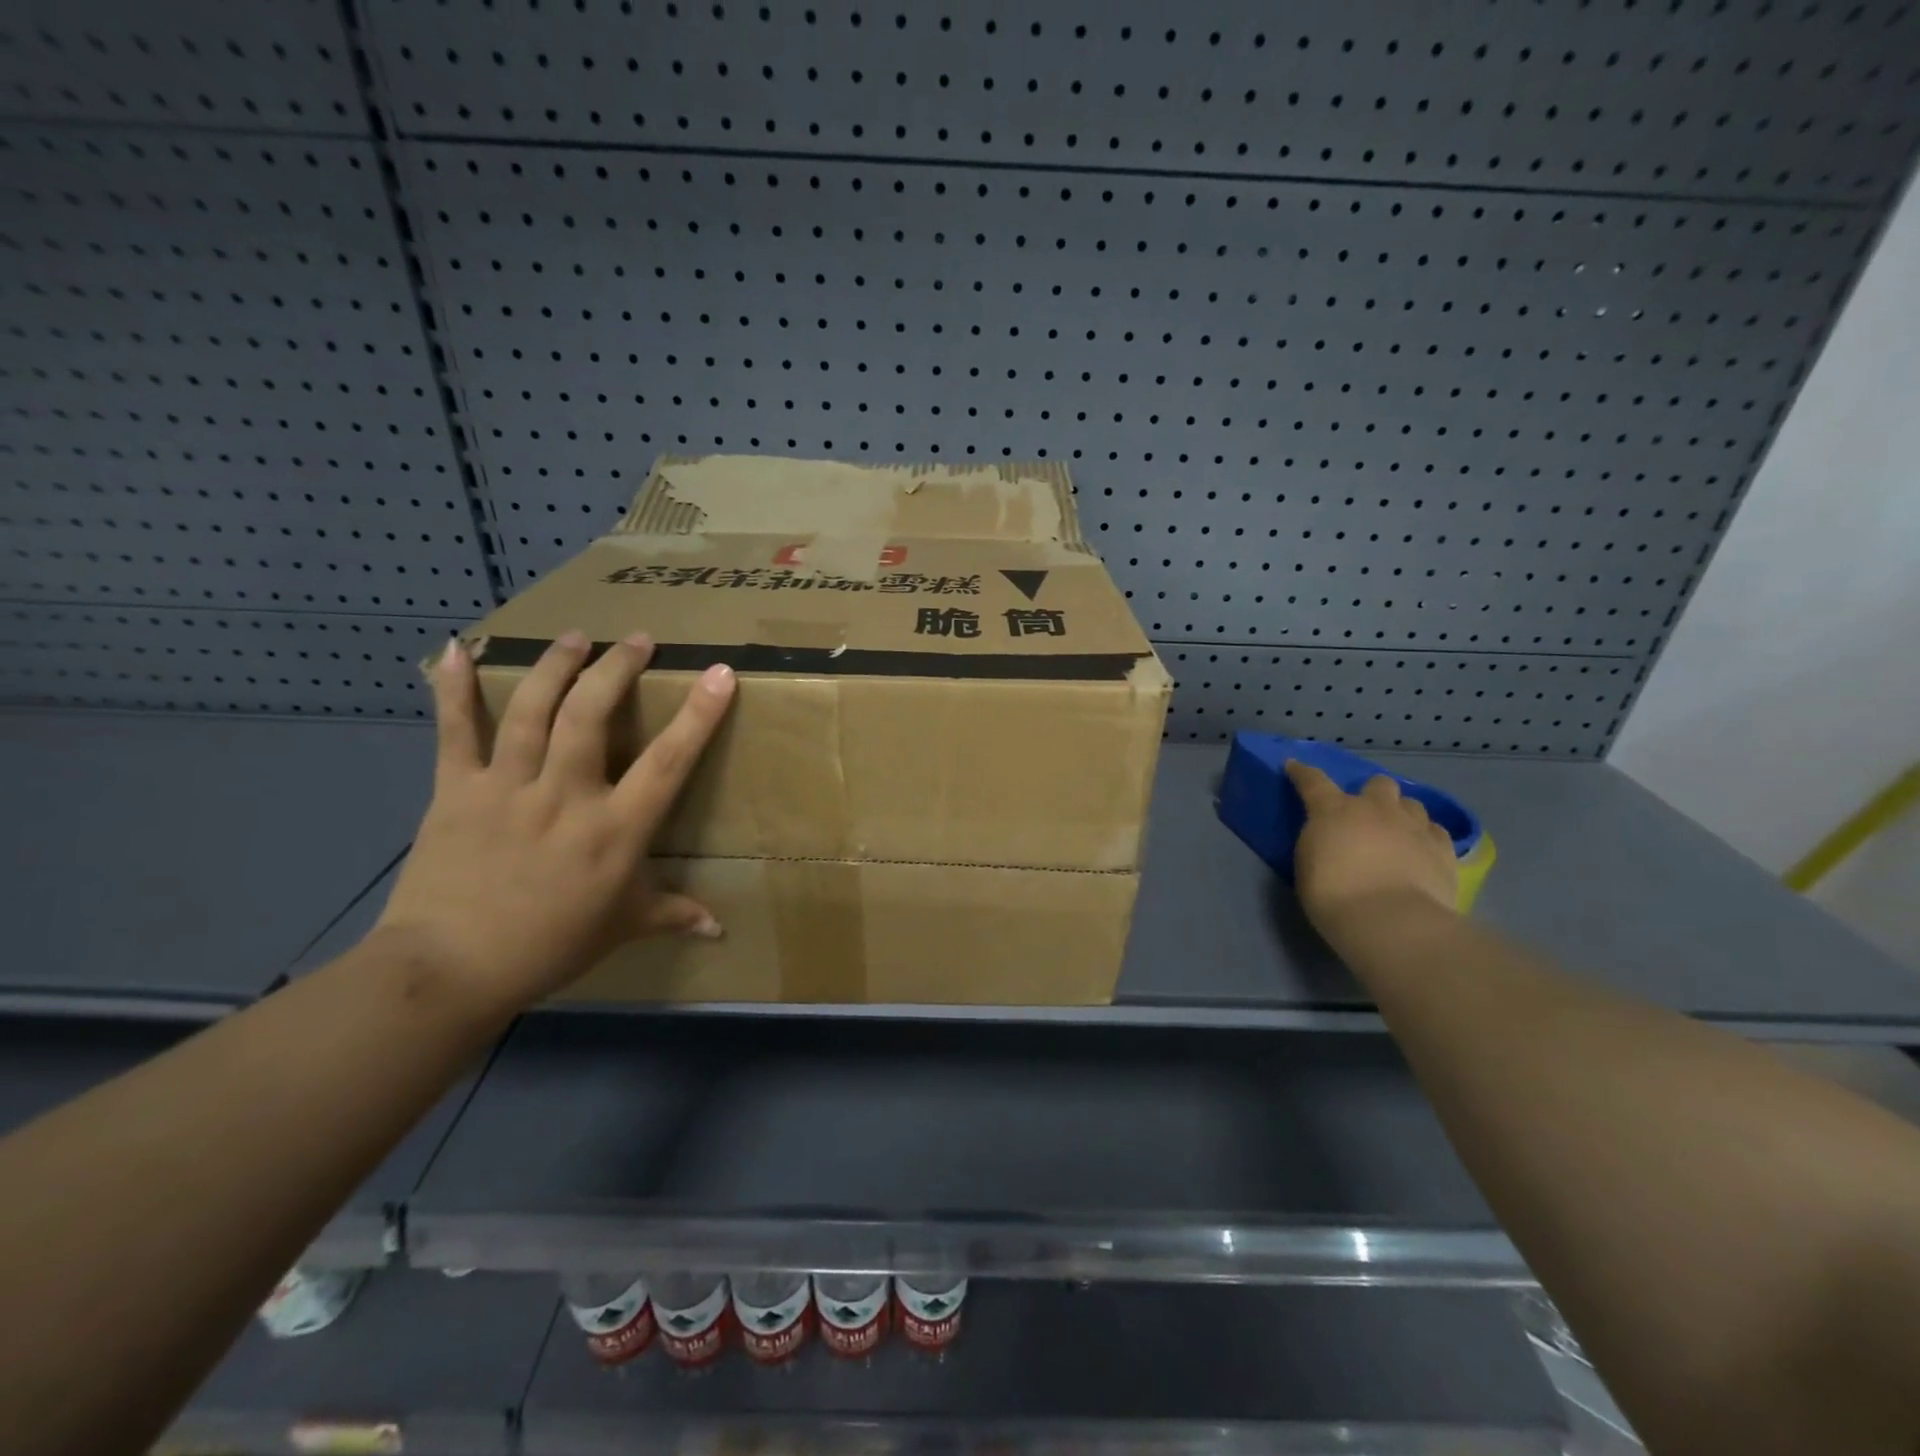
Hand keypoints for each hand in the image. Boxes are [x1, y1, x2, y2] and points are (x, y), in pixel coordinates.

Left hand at [374, 631, 737, 1010]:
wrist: (449, 969)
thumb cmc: (550, 946)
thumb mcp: (623, 928)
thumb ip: (674, 915)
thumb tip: (720, 930)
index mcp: (615, 830)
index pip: (669, 761)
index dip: (698, 714)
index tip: (719, 672)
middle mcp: (565, 796)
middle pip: (590, 714)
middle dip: (616, 668)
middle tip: (636, 639)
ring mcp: (507, 787)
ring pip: (533, 709)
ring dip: (556, 664)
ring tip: (575, 636)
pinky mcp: (456, 789)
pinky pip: (455, 730)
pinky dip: (454, 687)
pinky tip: (458, 648)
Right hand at [1285, 760, 1458, 935]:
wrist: (1390, 921)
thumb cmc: (1334, 896)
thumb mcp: (1308, 865)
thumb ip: (1319, 843)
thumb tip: (1330, 839)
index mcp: (1334, 811)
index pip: (1313, 781)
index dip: (1302, 772)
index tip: (1294, 766)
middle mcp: (1376, 809)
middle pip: (1379, 783)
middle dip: (1373, 794)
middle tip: (1366, 815)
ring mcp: (1414, 827)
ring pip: (1412, 804)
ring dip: (1402, 814)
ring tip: (1397, 834)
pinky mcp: (1443, 850)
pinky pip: (1436, 831)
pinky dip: (1426, 837)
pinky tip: (1421, 851)